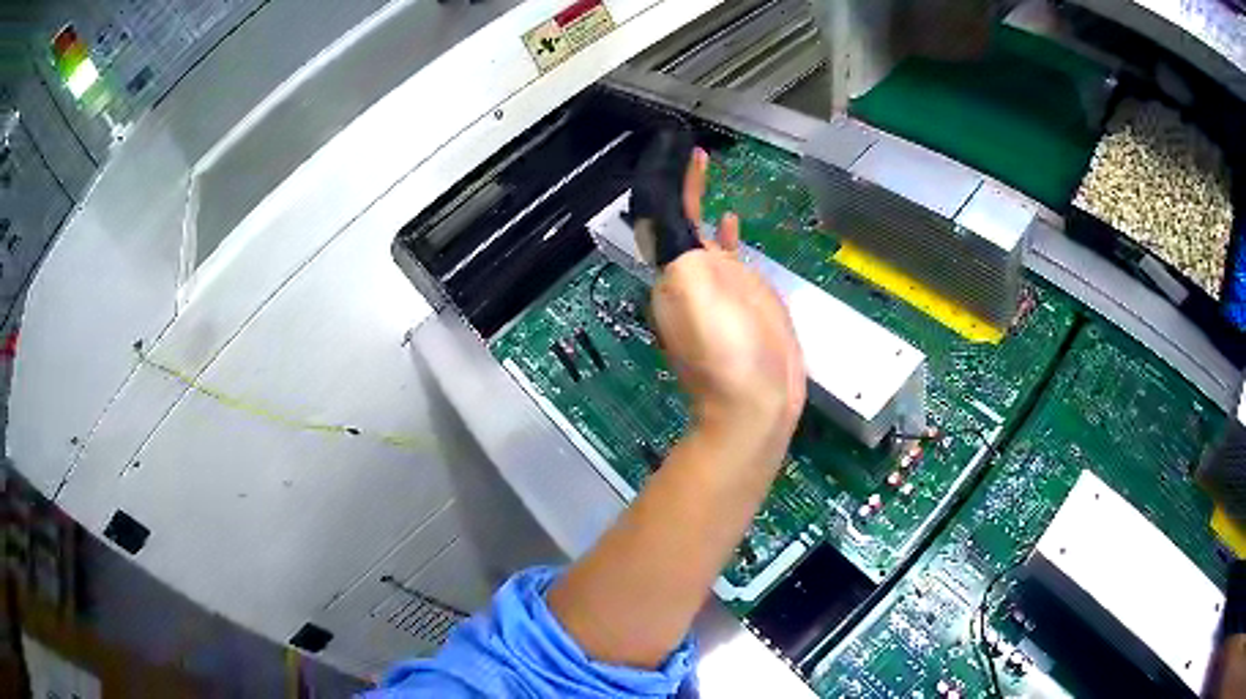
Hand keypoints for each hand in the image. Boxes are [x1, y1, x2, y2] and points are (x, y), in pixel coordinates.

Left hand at [650, 148, 805, 467]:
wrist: (757, 402)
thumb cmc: (725, 350)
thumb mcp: (693, 290)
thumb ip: (682, 248)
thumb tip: (676, 216)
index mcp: (672, 270)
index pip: (663, 214)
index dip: (669, 181)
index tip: (676, 149)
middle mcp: (690, 273)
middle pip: (680, 218)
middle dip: (683, 184)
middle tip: (692, 152)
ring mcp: (720, 285)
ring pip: (702, 232)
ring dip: (701, 201)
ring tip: (707, 168)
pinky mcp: (747, 297)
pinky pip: (730, 254)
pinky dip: (726, 233)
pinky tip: (731, 218)